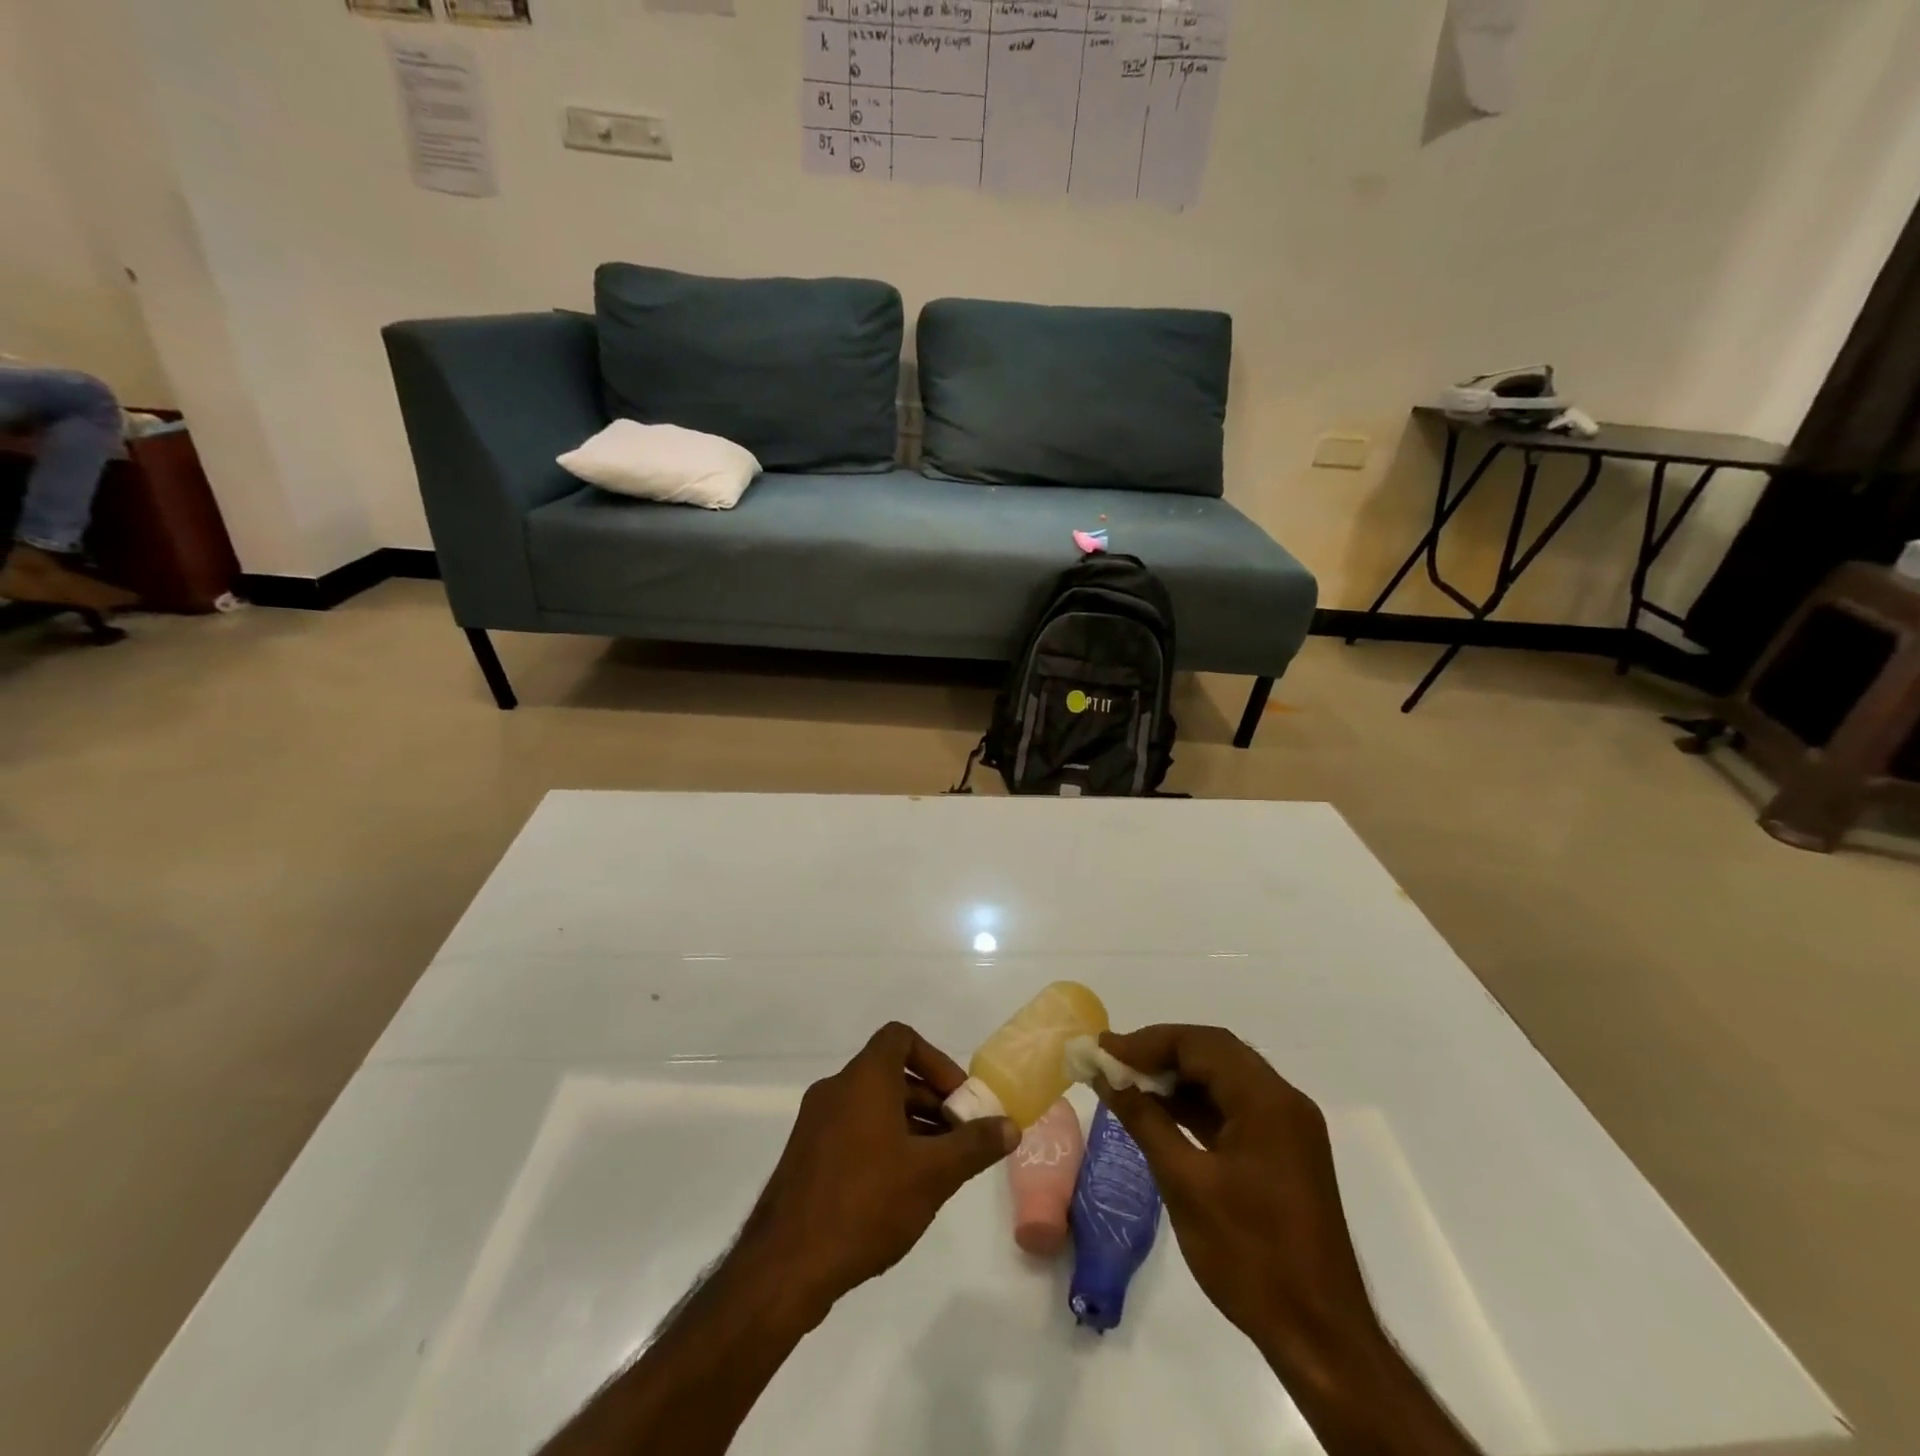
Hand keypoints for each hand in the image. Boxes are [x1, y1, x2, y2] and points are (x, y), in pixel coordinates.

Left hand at [735, 1023, 1018, 1327]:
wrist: (785, 1265)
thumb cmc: (866, 1203)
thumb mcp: (933, 1174)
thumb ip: (974, 1145)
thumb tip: (1010, 1125)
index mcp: (864, 1078)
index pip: (901, 1037)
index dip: (936, 1060)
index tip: (958, 1099)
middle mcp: (836, 1089)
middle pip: (891, 1074)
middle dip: (930, 1101)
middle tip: (959, 1139)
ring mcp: (816, 1123)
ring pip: (872, 1106)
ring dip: (909, 1125)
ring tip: (937, 1169)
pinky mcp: (805, 1156)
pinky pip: (853, 1130)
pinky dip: (882, 1143)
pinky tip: (900, 1190)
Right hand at [1095, 1026, 1375, 1363]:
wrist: (1321, 1338)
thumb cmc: (1250, 1257)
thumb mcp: (1185, 1184)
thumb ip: (1144, 1120)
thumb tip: (1106, 1076)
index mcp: (1267, 1101)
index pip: (1200, 1044)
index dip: (1147, 1042)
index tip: (1104, 1051)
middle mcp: (1283, 1101)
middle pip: (1214, 1052)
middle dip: (1160, 1052)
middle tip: (1113, 1061)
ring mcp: (1287, 1127)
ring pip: (1224, 1078)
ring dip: (1176, 1077)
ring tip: (1127, 1082)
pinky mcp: (1283, 1152)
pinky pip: (1234, 1108)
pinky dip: (1196, 1104)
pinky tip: (1160, 1112)